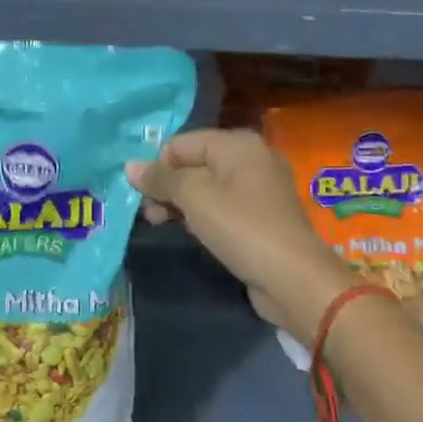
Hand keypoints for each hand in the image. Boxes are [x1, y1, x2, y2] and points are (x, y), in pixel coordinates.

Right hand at [128, 129, 355, 343]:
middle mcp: (250, 159)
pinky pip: (221, 206)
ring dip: (180, 203)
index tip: (142, 196)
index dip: (157, 166)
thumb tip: (130, 167)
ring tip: (160, 224)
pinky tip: (189, 233)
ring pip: (206, 187)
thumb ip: (161, 178)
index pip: (181, 143)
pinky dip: (201, 216)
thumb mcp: (194, 197)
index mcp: (237, 144)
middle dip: (167, 186)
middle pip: (193, 163)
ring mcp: (258, 189)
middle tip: (149, 215)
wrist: (292, 278)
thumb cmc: (241, 227)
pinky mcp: (260, 217)